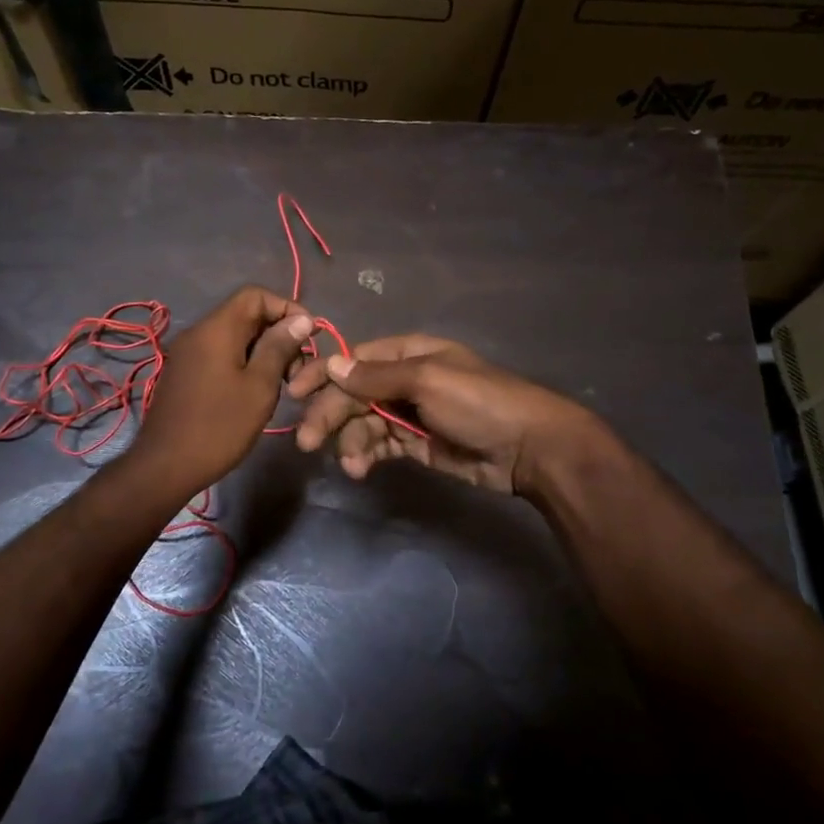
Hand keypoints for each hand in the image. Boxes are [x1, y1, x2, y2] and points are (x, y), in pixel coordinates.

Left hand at [128, 286, 314, 498]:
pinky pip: (219, 354)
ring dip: (262, 351)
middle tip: (298, 368)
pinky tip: (256, 391)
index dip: (287, 308)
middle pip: (245, 314)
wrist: (166, 466)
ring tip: (282, 383)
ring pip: (234, 336)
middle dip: (277, 333)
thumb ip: (280, 347)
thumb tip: (302, 319)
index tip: (309, 336)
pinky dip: (243, 363)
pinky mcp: (184, 374)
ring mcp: (188, 354)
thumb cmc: (219, 426)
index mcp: (217, 328)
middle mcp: (198, 332)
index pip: (255, 295)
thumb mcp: (260, 386)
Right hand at [285, 334, 602, 495]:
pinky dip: (367, 456)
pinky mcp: (415, 445)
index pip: (354, 360)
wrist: (529, 448)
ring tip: (351, 466)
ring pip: (363, 423)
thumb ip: (377, 376)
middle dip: (330, 415)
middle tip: (308, 442)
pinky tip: (361, 470)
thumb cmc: (480, 402)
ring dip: (350, 442)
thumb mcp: (428, 381)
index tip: (294, 393)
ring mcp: (409, 414)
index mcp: (408, 354)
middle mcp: (404, 380)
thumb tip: (331, 364)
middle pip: (353, 394)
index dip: (323, 375)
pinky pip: (380, 445)